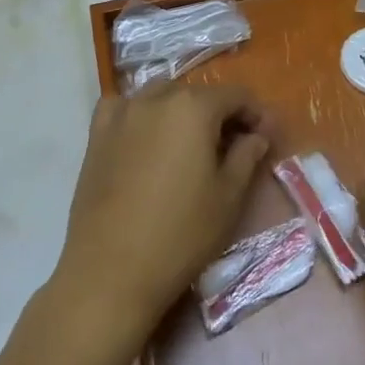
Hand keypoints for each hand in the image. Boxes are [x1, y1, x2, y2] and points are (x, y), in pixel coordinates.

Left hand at [56, 85, 272, 341]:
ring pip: (162, 95)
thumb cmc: (180, 234)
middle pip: (198, 93)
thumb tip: (256, 136)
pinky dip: (141, 113)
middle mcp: (156, 98)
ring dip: (183, 111)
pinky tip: (146, 134)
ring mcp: (122, 114)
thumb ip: (247, 156)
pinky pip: (124, 108)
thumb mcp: (228, 197)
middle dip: (221, 113)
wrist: (110, 271)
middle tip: (236, 145)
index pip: (236, 95)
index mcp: (194, 107)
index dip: (256, 113)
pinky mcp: (97, 135)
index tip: (267, 137)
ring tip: (192, 143)